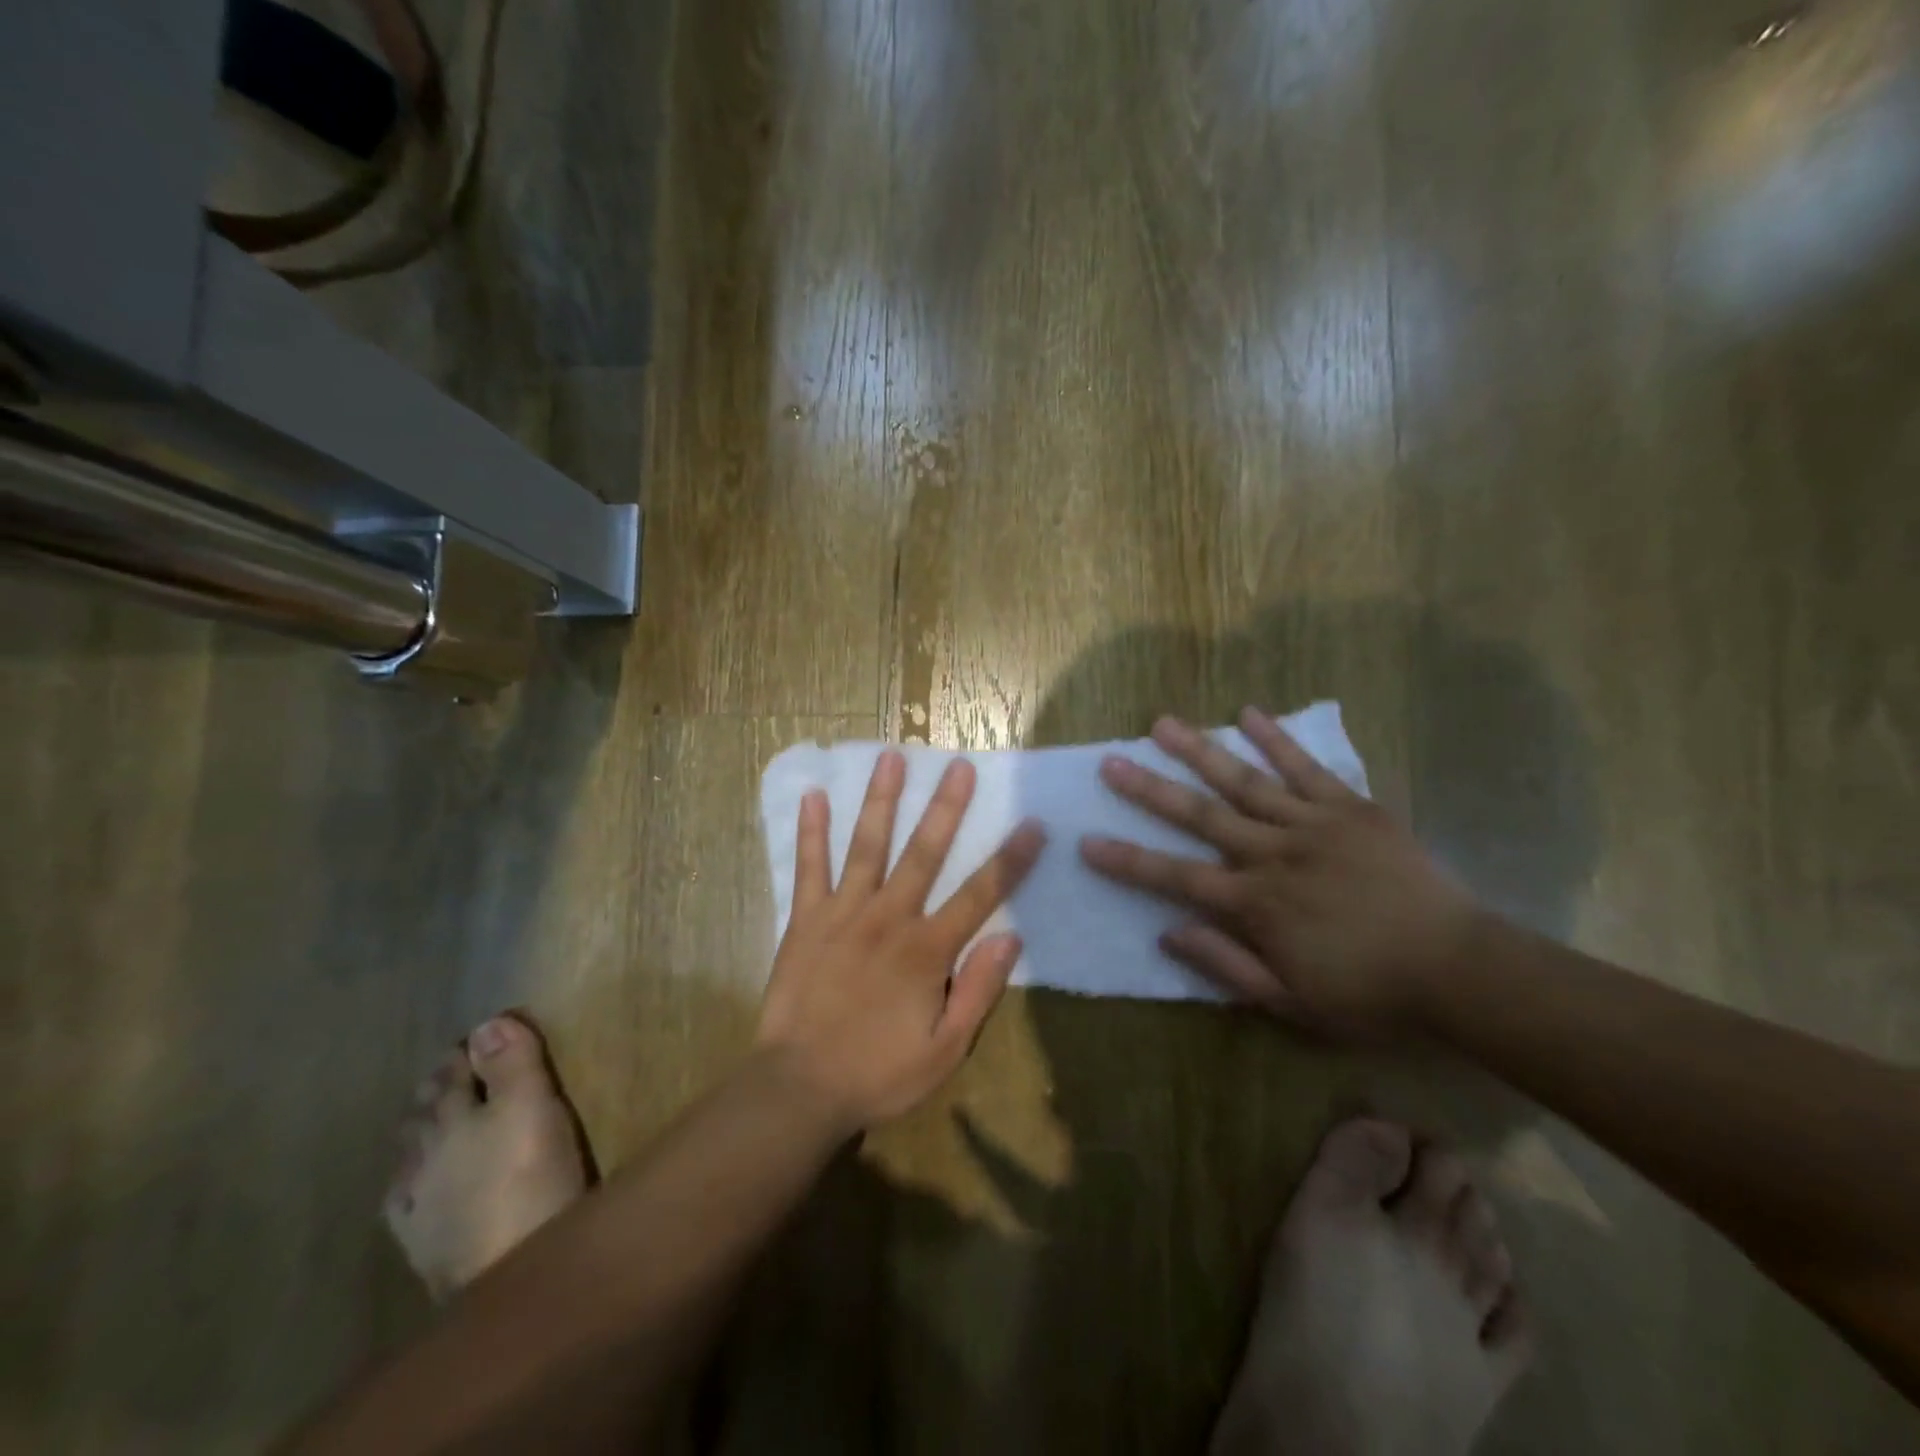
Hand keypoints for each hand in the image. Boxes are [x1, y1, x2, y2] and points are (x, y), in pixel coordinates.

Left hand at [757, 751, 1046, 1128]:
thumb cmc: (878, 1073)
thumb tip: (1011, 938)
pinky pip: (809, 867)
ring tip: (891, 757)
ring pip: (867, 845)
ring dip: (881, 799)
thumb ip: (978, 991)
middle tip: (959, 765)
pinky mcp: (805, 919)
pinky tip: (813, 795)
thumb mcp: (944, 1050)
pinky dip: (811, 831)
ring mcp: (843, 913)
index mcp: (926, 949)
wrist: (799, 1088)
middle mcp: (888, 917)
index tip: (1033, 824)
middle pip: (924, 852)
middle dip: (946, 807)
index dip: (1011, 859)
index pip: (980, 894)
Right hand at [1079, 708, 1481, 1036]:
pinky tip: (1248, 713)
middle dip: (1150, 790)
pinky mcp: (1351, 808)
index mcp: (1256, 904)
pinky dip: (1278, 740)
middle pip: (1201, 816)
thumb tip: (1169, 933)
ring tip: (1163, 724)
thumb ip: (1226, 964)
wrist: (1460, 971)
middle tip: (1111, 762)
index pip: (1176, 878)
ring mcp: (1313, 825)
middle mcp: (1274, 855)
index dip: (1128, 861)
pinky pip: (1308, 769)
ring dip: (1200, 751)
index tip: (1087, 842)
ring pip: (1245, 781)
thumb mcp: (1291, 1002)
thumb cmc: (1370, 995)